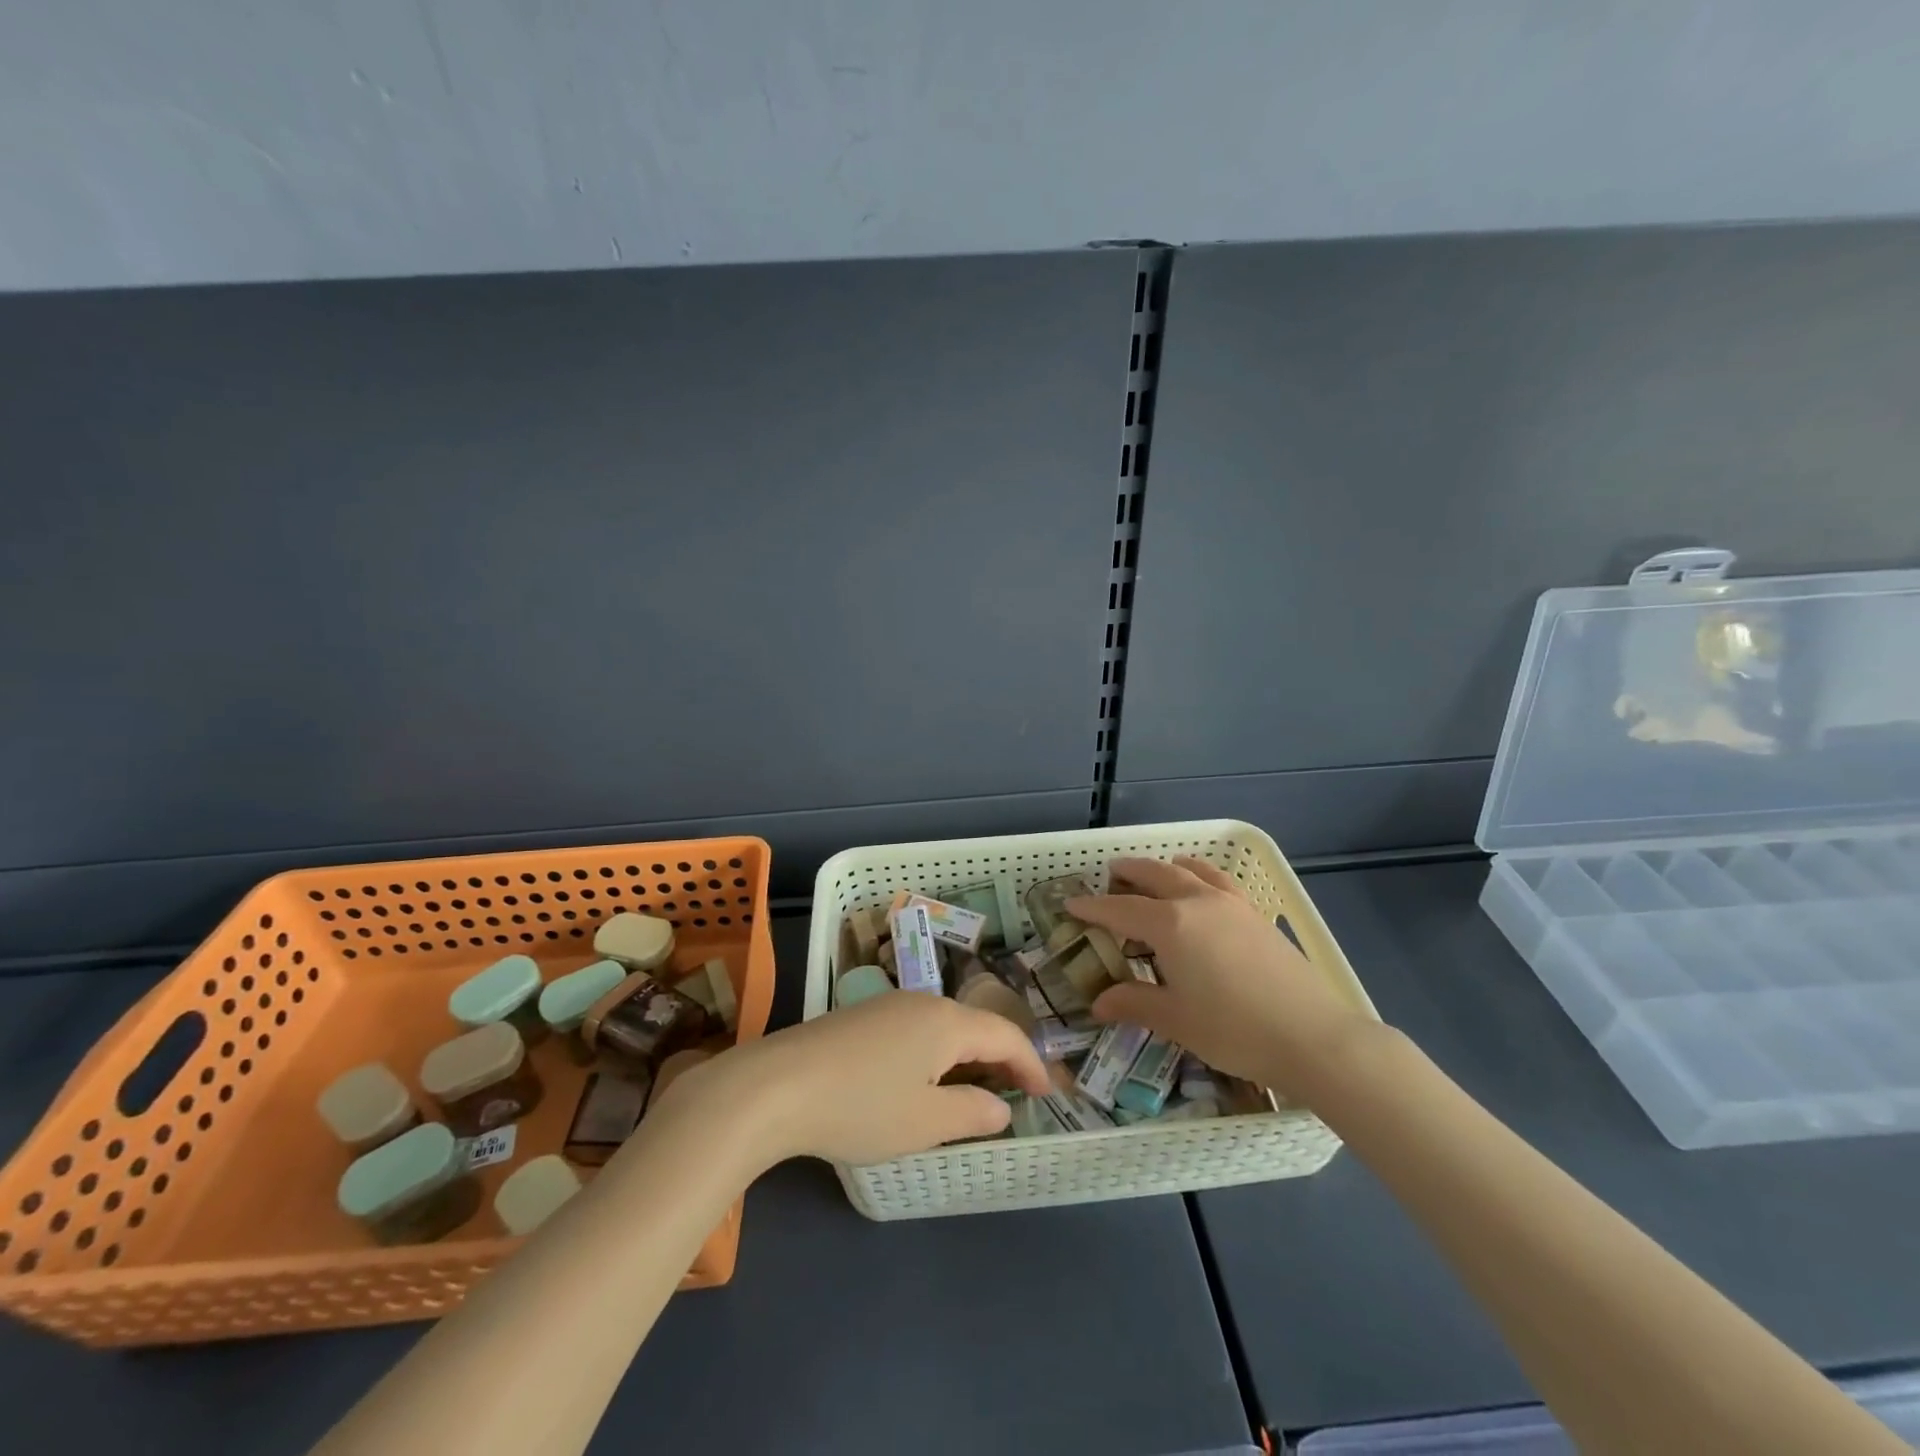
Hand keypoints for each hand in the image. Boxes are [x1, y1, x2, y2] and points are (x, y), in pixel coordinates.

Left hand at [668, 993, 1051, 1167]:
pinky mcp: (859, 1017)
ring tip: (972, 1090)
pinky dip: (934, 1054)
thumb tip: (1001, 1106)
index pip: (1006, 1035)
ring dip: (965, 1055)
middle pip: (975, 1025)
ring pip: (943, 1026)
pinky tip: (921, 1080)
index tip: (1047, 1094)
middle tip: (1015, 1093)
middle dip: (999, 1058)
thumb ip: (972, 1112)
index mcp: (946, 1022)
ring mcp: (887, 1005)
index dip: (1030, 1064)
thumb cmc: (860, 1107)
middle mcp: (921, 1002)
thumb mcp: (925, 1122)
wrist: (774, 1087)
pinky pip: (915, 1029)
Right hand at [1067, 856, 1373, 1099]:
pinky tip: (1201, 889)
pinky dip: (1199, 874)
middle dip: (1128, 873)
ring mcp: (1230, 904)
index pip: (1120, 909)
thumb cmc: (1235, 1030)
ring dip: (1165, 868)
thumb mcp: (1176, 1020)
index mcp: (1170, 925)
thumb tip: (1099, 1002)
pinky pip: (1218, 879)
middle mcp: (1197, 902)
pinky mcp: (1254, 914)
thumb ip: (1134, 1003)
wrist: (1314, 1036)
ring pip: (1189, 870)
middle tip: (1109, 876)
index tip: (1071, 904)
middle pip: (1154, 875)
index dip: (1093, 907)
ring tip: (1154, 873)